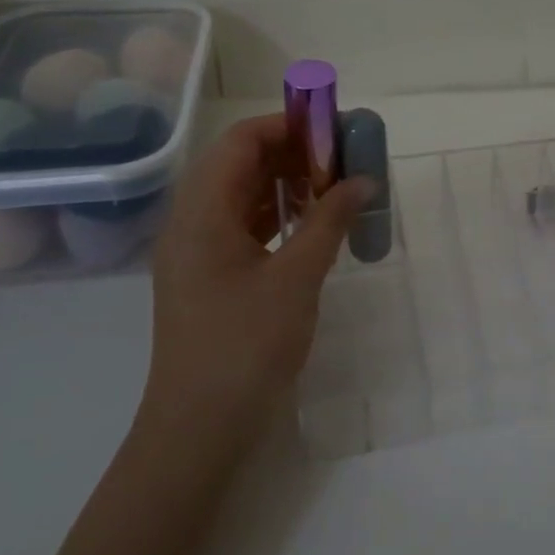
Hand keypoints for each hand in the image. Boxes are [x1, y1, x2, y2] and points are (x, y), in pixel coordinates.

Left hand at [142, 113, 371, 443]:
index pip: (241, 142)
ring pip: (241, 195)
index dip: (288, 126)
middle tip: (342, 160)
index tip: (335, 130)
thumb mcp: (297, 278)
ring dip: (285, 183)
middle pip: (238, 163)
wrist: (199, 429)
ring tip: (334, 187)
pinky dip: (277, 214)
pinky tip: (312, 224)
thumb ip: (330, 221)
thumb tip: (364, 180)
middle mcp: (190, 222)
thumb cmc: (246, 346)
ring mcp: (195, 251)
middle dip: (291, 152)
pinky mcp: (207, 276)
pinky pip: (241, 225)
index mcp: (201, 213)